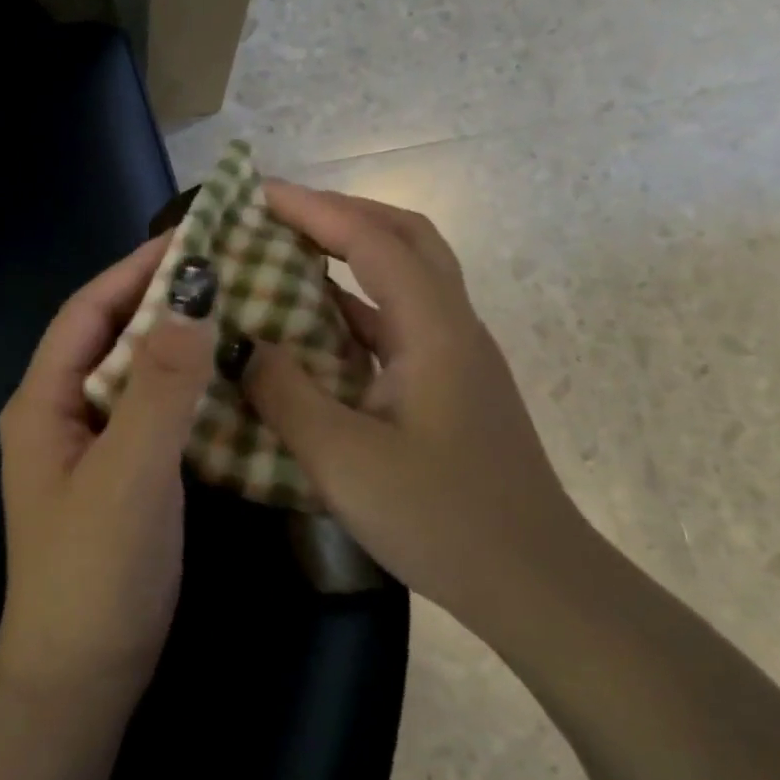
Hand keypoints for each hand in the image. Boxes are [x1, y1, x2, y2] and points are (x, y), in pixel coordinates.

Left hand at [0, 236, 215, 703]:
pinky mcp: (124, 475)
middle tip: (229, 269)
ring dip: (180, 341)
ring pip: (138, 373)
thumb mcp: (130, 473)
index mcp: (44, 402)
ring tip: (239, 309)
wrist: (82, 681)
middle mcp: (63, 413)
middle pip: (112, 336)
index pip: (88, 311)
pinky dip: (189, 386)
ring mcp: (93, 446)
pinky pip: (156, 410)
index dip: (135, 269)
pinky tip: (232, 378)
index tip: (193, 238)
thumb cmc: (96, 574)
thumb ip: (160, 386)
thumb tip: (194, 297)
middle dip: (163, 299)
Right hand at [242, 182, 592, 644]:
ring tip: (292, 254)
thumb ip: (285, 394)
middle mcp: (453, 326)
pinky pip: (400, 320)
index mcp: (434, 330)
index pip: (372, 241)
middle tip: (282, 215)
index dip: (314, 210)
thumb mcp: (343, 460)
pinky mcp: (452, 385)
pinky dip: (357, 304)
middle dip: (342, 214)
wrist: (536, 585)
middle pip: (405, 237)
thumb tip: (244, 346)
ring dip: (353, 253)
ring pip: (407, 275)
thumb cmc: (442, 520)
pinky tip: (316, 327)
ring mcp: (457, 356)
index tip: (259, 194)